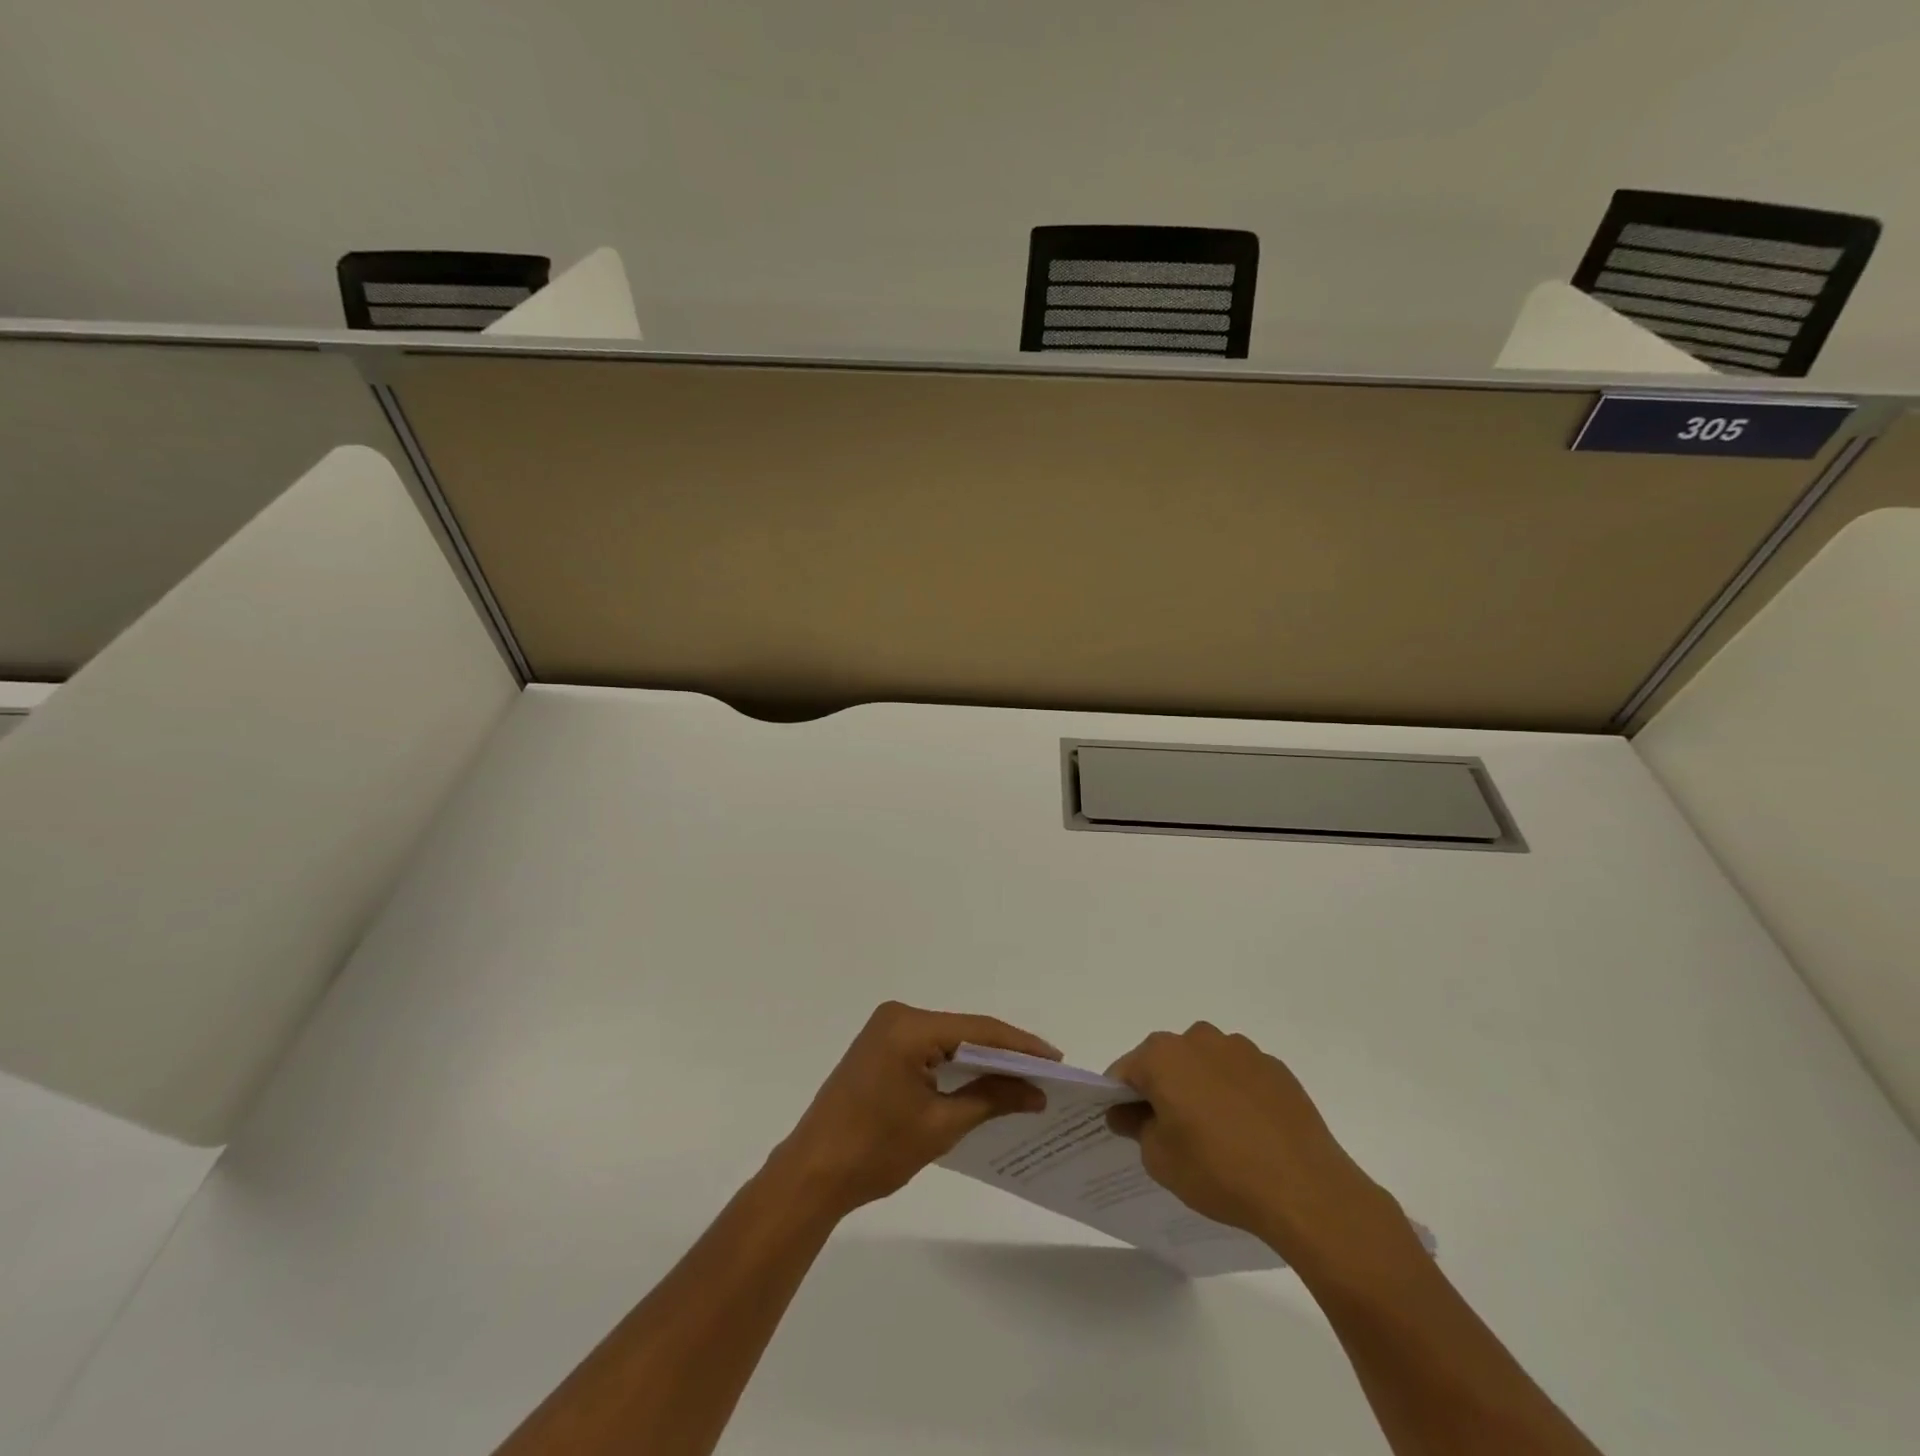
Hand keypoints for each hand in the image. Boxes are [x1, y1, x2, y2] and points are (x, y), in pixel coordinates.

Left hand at [771, 1001, 1060, 1216]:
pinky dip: (956, 1063)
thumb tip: (1036, 1092)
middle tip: (1046, 1072)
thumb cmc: (875, 1151)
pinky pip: (930, 1047)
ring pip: (948, 1039)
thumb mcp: (941, 1126)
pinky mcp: (880, 1047)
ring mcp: (885, 1030)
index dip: (1020, 1045)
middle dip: (1004, 1052)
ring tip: (1024, 1078)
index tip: (1057, 1060)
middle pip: (964, 1030)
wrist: (812, 1174)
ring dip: (981, 1059)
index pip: (978, 1029)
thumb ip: (991, 1099)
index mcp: (908, 1027)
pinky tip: (982, 1080)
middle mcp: (897, 1016)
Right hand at [1106, 1022, 1415, 1272]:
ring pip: (1204, 1064)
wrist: (1304, 1188)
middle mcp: (1199, 1039)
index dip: (1120, 1099)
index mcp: (1163, 1056)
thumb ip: (1136, 1128)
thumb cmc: (1218, 1171)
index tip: (1128, 1127)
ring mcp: (1241, 1050)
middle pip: (1166, 1061)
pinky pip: (1239, 1075)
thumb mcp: (1160, 1160)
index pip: (1126, 1071)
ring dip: (1199, 1087)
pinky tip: (1247, 1132)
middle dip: (1162, 1089)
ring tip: (1214, 1134)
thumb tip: (1127, 1113)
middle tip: (1170, 1132)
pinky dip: (1234, 1094)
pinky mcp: (1275, 1068)